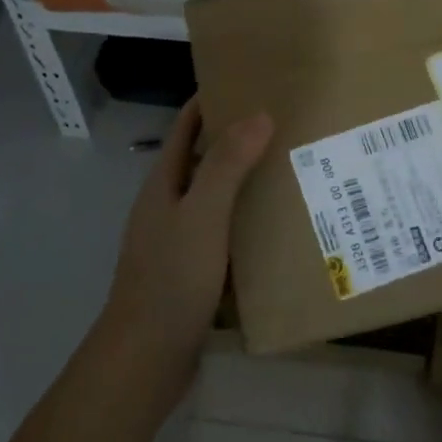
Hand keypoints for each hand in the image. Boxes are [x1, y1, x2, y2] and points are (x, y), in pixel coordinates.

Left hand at [99, 98, 272, 406]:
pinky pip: (226, 233)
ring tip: (295, 168)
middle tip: (288, 125)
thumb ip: (226, 165)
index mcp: (164, 184)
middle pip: (203, 159)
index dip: (212, 101)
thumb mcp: (202, 215)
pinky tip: (281, 227)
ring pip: (217, 198)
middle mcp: (169, 206)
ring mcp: (180, 240)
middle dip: (239, 139)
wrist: (146, 359)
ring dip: (248, 182)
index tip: (251, 82)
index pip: (186, 127)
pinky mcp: (194, 271)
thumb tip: (258, 114)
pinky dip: (249, 222)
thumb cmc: (171, 279)